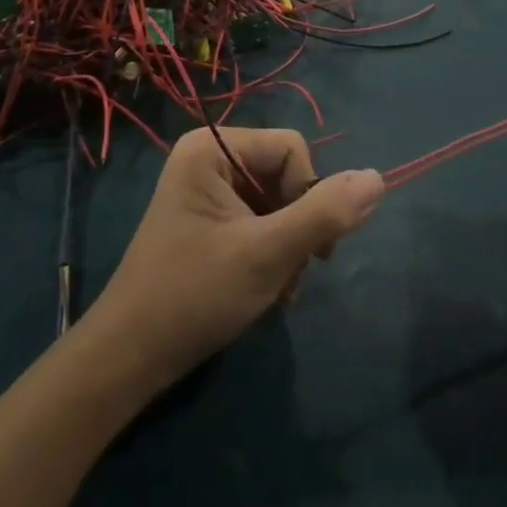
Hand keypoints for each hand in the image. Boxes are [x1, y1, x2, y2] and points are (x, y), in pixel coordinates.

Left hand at [87, 128, 383, 392]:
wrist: (129, 358)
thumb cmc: (194, 296)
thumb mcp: (268, 255)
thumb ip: (324, 214)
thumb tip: (378, 178)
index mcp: (212, 148)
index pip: (291, 148)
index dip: (309, 194)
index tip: (310, 249)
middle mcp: (207, 157)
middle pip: (284, 174)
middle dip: (298, 225)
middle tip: (292, 275)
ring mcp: (205, 189)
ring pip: (276, 200)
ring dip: (288, 244)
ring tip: (279, 288)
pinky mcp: (207, 218)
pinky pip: (258, 218)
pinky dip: (272, 251)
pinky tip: (268, 288)